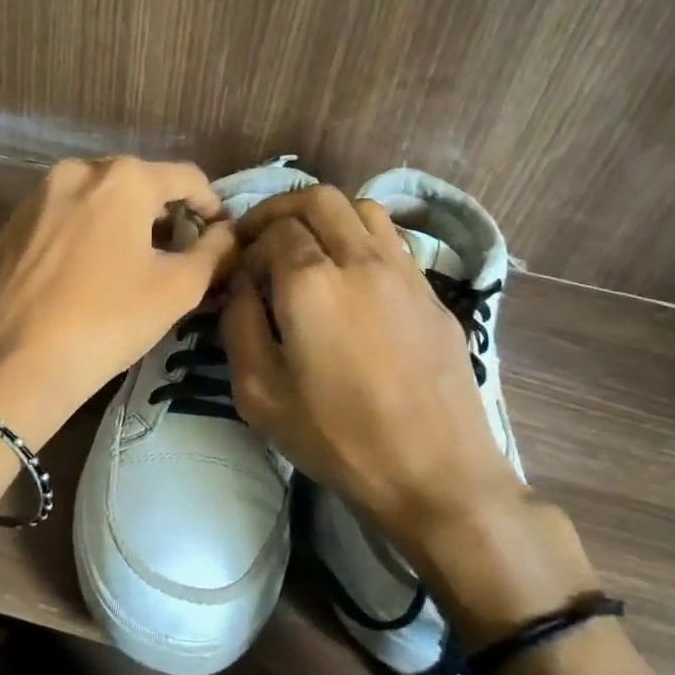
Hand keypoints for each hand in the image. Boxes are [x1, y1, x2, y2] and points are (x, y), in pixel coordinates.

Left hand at [0, 157, 237, 442]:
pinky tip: (86, 276)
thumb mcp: (176, 290)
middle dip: (164, 215)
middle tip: (177, 256)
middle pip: (138, 183)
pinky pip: (63, 218)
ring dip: (123, 223)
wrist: (13, 364)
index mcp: (123, 178)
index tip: (219, 238)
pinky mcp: (12, 225)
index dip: (211, 206)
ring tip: (132, 267)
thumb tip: (229, 233)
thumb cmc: (106, 321)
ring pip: (97, 199)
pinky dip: (85, 234)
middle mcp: (77, 171)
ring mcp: (37, 196)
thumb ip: (215, 252)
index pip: (186, 177)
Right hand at [220, 186, 517, 541]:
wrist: (436, 475)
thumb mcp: (259, 394)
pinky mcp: (433, 294)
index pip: (273, 231)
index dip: (247, 244)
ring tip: (309, 249)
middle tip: (263, 239)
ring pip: (363, 209)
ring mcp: (405, 273)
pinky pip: (393, 241)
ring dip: (327, 217)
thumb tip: (239, 287)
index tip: (238, 273)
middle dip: (281, 210)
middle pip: (319, 199)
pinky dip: (362, 240)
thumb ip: (238, 326)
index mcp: (311, 284)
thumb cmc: (338, 440)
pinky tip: (353, 280)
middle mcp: (361, 261)